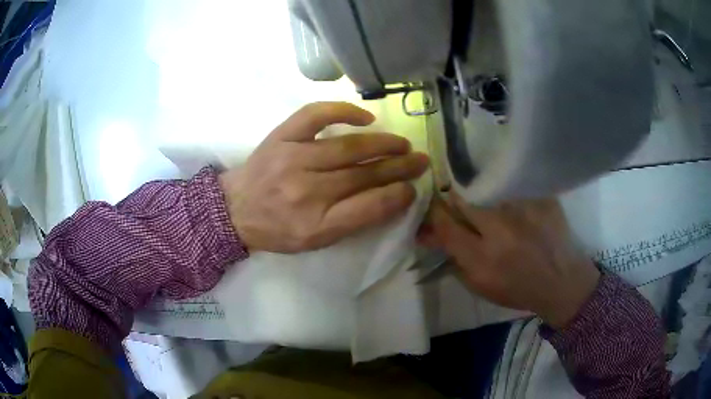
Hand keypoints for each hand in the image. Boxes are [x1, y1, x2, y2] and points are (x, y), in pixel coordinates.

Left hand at [219, 102, 428, 252]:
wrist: (234, 209)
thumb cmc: (277, 229)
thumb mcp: (315, 240)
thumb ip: (353, 221)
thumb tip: (391, 197)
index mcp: (315, 224)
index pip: (368, 208)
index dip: (397, 196)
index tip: (414, 188)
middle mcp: (306, 191)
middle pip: (362, 175)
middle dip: (398, 167)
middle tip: (421, 161)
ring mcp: (293, 158)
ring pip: (347, 147)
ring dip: (382, 144)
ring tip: (403, 144)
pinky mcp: (282, 136)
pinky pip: (315, 115)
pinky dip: (343, 111)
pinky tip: (365, 117)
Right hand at [419, 195, 599, 328]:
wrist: (561, 281)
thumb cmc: (519, 289)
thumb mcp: (481, 286)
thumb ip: (455, 261)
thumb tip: (433, 236)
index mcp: (482, 257)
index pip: (445, 225)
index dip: (433, 214)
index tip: (431, 208)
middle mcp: (500, 229)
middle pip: (464, 201)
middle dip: (454, 200)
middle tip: (456, 201)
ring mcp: (523, 209)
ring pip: (488, 191)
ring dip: (482, 197)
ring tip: (490, 205)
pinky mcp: (541, 198)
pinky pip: (514, 188)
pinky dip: (508, 193)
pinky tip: (514, 203)